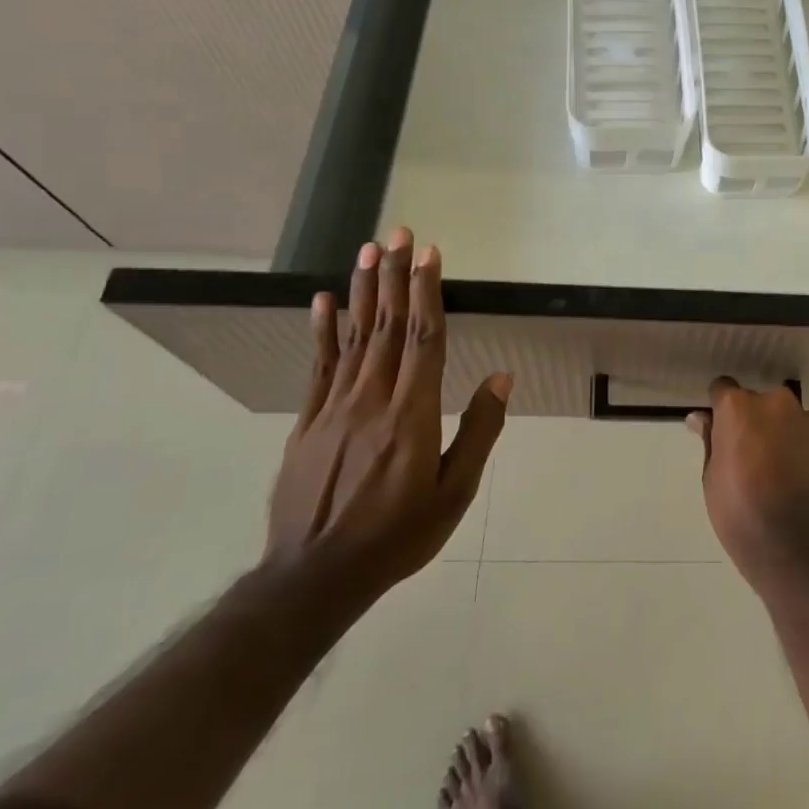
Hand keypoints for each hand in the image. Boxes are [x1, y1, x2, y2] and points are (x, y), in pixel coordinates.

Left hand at [267, 227, 511, 598]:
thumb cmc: (399, 535)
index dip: (428, 292)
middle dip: (396, 276)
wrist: (316, 575)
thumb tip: (501, 377)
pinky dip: (323, 330)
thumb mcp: (455, 492)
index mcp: (412, 414)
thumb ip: (478, 431)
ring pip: (354, 338)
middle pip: (388, 327)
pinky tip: (325, 301)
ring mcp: (334, 408)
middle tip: (400, 234)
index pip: (424, 339)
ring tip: (369, 251)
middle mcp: (372, 399)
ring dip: (364, 291)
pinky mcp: (307, 422)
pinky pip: (318, 366)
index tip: (431, 254)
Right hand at [688, 378, 808, 585]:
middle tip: (748, 456)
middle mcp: (777, 404)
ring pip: (790, 420)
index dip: (719, 408)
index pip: (723, 388)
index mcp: (740, 407)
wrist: (793, 546)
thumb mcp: (711, 477)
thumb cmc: (739, 511)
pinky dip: (805, 455)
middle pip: (760, 403)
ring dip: (783, 435)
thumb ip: (710, 440)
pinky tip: (799, 484)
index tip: (718, 430)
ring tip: (778, 473)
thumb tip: (700, 418)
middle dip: (754, 421)